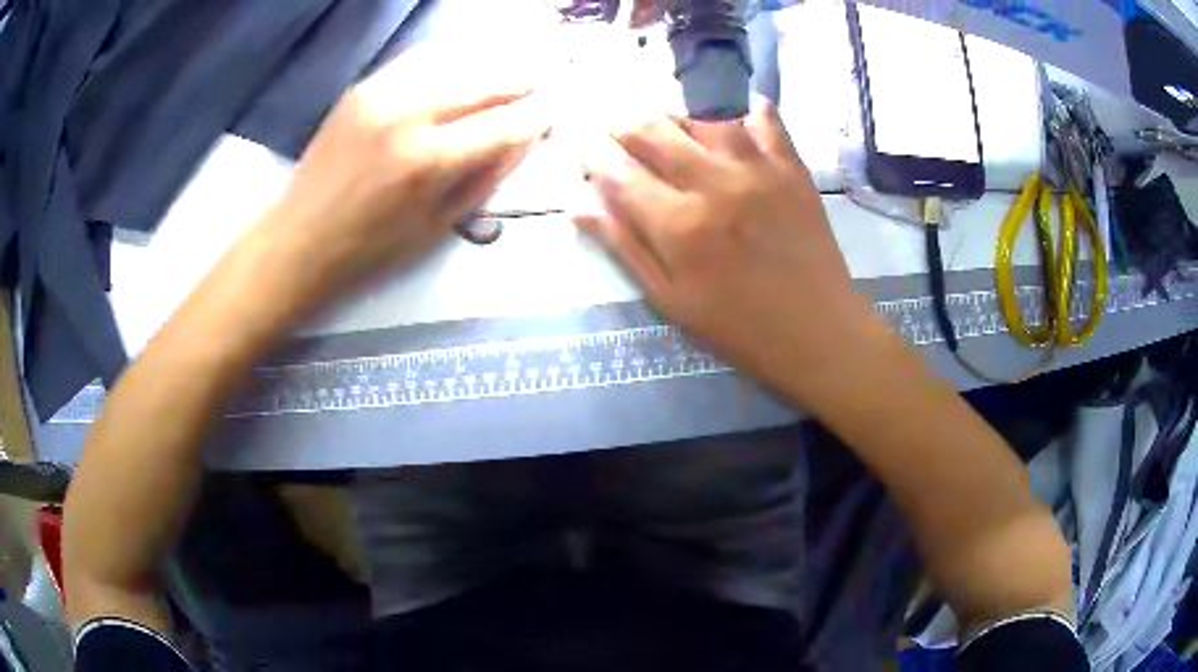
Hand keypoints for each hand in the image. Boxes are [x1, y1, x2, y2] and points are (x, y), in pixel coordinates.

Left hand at [257, 47, 550, 314]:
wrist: (299, 238)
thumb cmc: (370, 248)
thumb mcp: (438, 226)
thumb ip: (486, 177)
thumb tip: (524, 139)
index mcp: (429, 161)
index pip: (503, 124)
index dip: (536, 115)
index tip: (555, 110)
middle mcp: (409, 115)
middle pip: (483, 83)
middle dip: (521, 81)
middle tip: (545, 80)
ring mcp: (382, 94)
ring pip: (455, 62)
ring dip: (491, 65)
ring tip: (512, 70)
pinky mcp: (363, 87)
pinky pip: (419, 61)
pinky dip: (451, 59)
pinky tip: (466, 64)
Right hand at [576, 101, 884, 408]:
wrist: (819, 332)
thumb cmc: (739, 327)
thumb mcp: (671, 300)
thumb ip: (625, 247)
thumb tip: (579, 206)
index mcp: (679, 226)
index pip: (619, 173)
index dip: (594, 157)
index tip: (585, 152)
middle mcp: (714, 184)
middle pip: (654, 130)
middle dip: (624, 124)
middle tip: (617, 129)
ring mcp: (758, 169)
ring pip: (703, 116)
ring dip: (675, 114)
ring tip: (666, 124)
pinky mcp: (792, 167)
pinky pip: (765, 119)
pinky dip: (744, 107)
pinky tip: (731, 112)